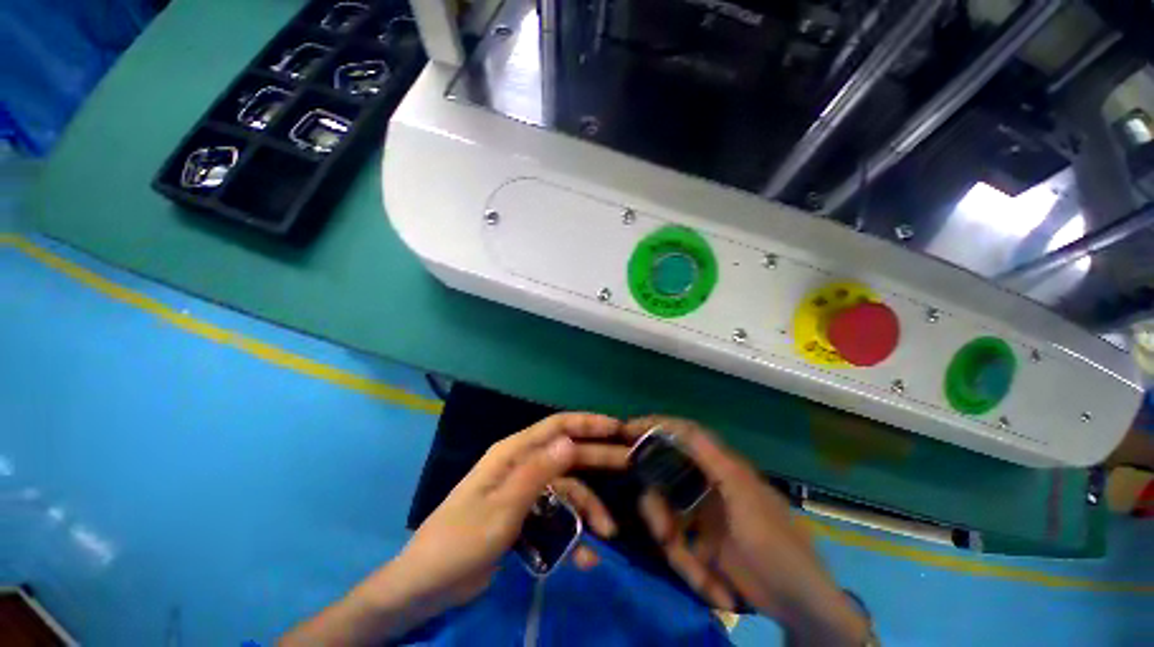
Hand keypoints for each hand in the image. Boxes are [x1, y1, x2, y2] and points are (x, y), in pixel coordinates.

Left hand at [390, 412, 628, 611]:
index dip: (587, 423)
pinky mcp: (523, 515)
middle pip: (566, 454)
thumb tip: (569, 441)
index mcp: (512, 453)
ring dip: (587, 508)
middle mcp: (521, 465)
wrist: (427, 586)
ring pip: (565, 489)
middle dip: (598, 458)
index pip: (556, 427)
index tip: (617, 428)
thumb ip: (537, 473)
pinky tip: (585, 557)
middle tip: (629, 464)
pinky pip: (554, 516)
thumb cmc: (460, 542)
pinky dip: (571, 533)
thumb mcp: (502, 508)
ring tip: (608, 533)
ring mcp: (522, 491)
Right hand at [623, 417, 869, 646]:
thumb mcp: (743, 497)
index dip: (655, 425)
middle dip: (658, 511)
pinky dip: (690, 569)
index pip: (683, 434)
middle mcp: (707, 485)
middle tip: (665, 536)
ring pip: (668, 519)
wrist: (799, 604)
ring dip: (677, 550)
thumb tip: (681, 426)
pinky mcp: (700, 543)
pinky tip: (714, 588)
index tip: (627, 429)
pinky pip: (678, 548)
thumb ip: (713, 460)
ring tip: (700, 576)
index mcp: (720, 468)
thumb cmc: (776, 545)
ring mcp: (702, 516)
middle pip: (664, 483)